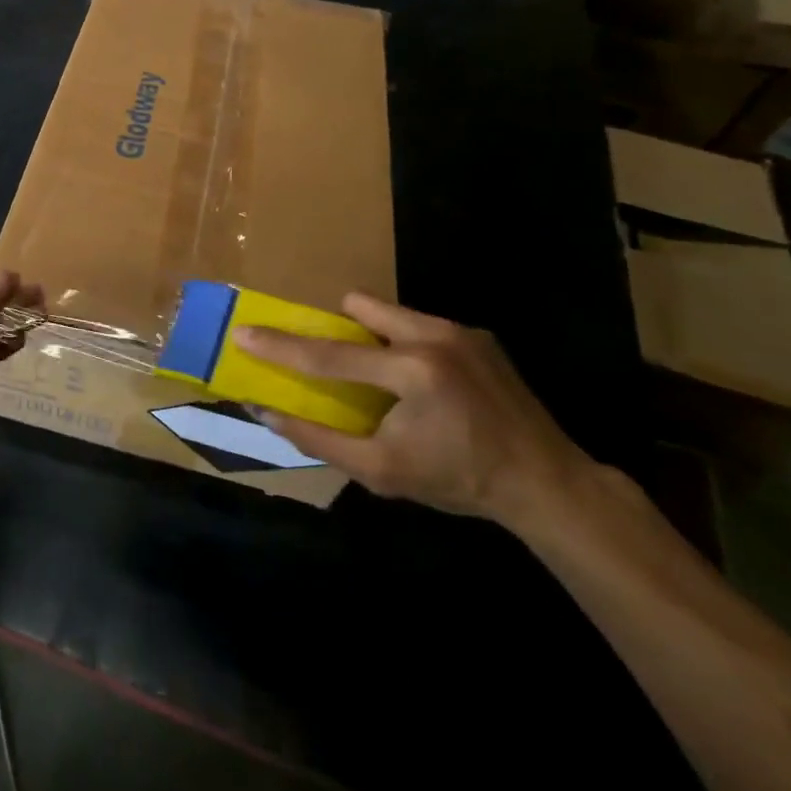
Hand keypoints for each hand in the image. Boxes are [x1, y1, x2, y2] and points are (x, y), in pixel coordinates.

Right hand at [236, 291, 589, 529]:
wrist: (547, 484)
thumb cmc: (458, 481)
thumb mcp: (381, 471)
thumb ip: (319, 438)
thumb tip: (266, 411)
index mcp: (412, 371)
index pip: (329, 355)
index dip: (280, 347)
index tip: (243, 332)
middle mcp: (434, 337)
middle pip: (360, 306)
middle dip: (340, 328)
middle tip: (343, 365)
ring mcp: (460, 331)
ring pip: (390, 312)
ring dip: (375, 337)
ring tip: (389, 380)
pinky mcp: (478, 335)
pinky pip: (421, 325)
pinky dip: (407, 346)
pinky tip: (429, 387)